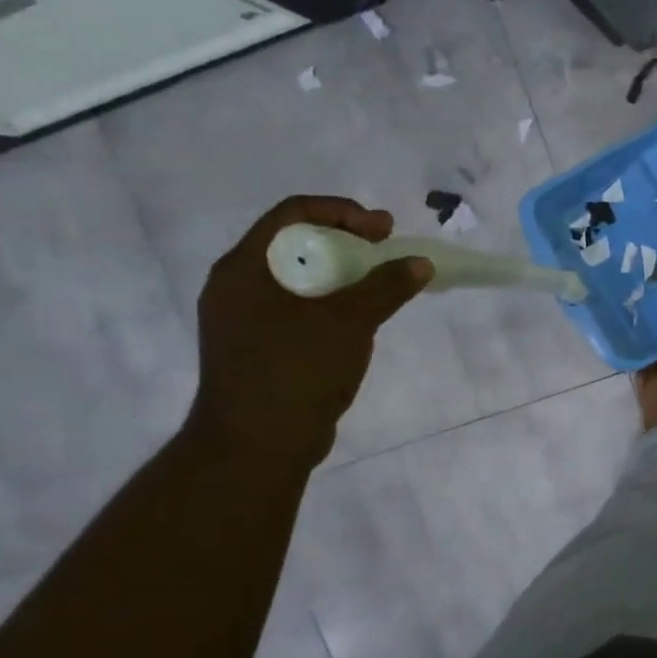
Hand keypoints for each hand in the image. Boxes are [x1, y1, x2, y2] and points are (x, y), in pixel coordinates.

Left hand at [188, 196, 431, 464]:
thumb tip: (419, 263)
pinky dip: (330, 301)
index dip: (343, 212)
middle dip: (346, 241)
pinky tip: (358, 318)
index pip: (293, 213)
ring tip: (379, 284)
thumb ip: (386, 287)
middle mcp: (237, 285)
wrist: (257, 445)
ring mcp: (244, 318)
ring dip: (341, 272)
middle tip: (385, 251)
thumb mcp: (349, 323)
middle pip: (294, 241)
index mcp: (245, 268)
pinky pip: (297, 306)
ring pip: (297, 276)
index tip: (384, 230)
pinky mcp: (257, 345)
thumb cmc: (297, 372)